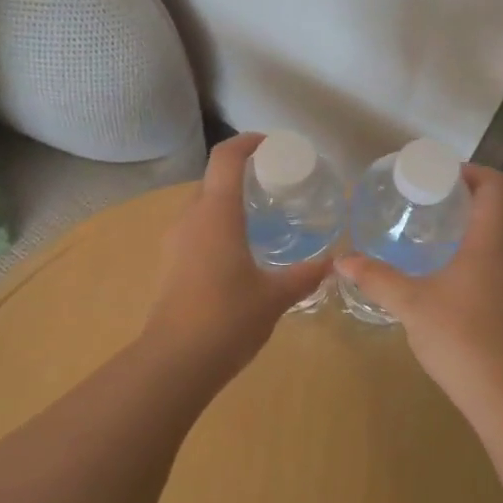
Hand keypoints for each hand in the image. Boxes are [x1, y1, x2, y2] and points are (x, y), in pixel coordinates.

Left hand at [143, 134, 332, 374]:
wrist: (176, 360)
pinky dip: (217, 226)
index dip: (247, 142)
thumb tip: (332, 263)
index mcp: (215, 214)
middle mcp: (190, 219)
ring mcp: (174, 243)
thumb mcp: (275, 296)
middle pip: (212, 180)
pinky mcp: (170, 265)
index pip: (226, 158)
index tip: (272, 144)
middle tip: (274, 184)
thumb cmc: (228, 318)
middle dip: (241, 174)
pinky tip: (239, 251)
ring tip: (260, 217)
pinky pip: (195, 231)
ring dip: (227, 202)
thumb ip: (304, 275)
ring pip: (201, 207)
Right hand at [336, 166, 502, 413]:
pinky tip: (444, 282)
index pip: (496, 184)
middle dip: (460, 203)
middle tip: (421, 208)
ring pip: (496, 242)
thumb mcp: (410, 304)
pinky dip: (474, 261)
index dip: (470, 171)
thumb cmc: (461, 337)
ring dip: (467, 235)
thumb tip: (342, 260)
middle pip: (495, 211)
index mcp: (494, 240)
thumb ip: (376, 278)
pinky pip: (498, 267)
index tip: (438, 177)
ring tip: (427, 242)